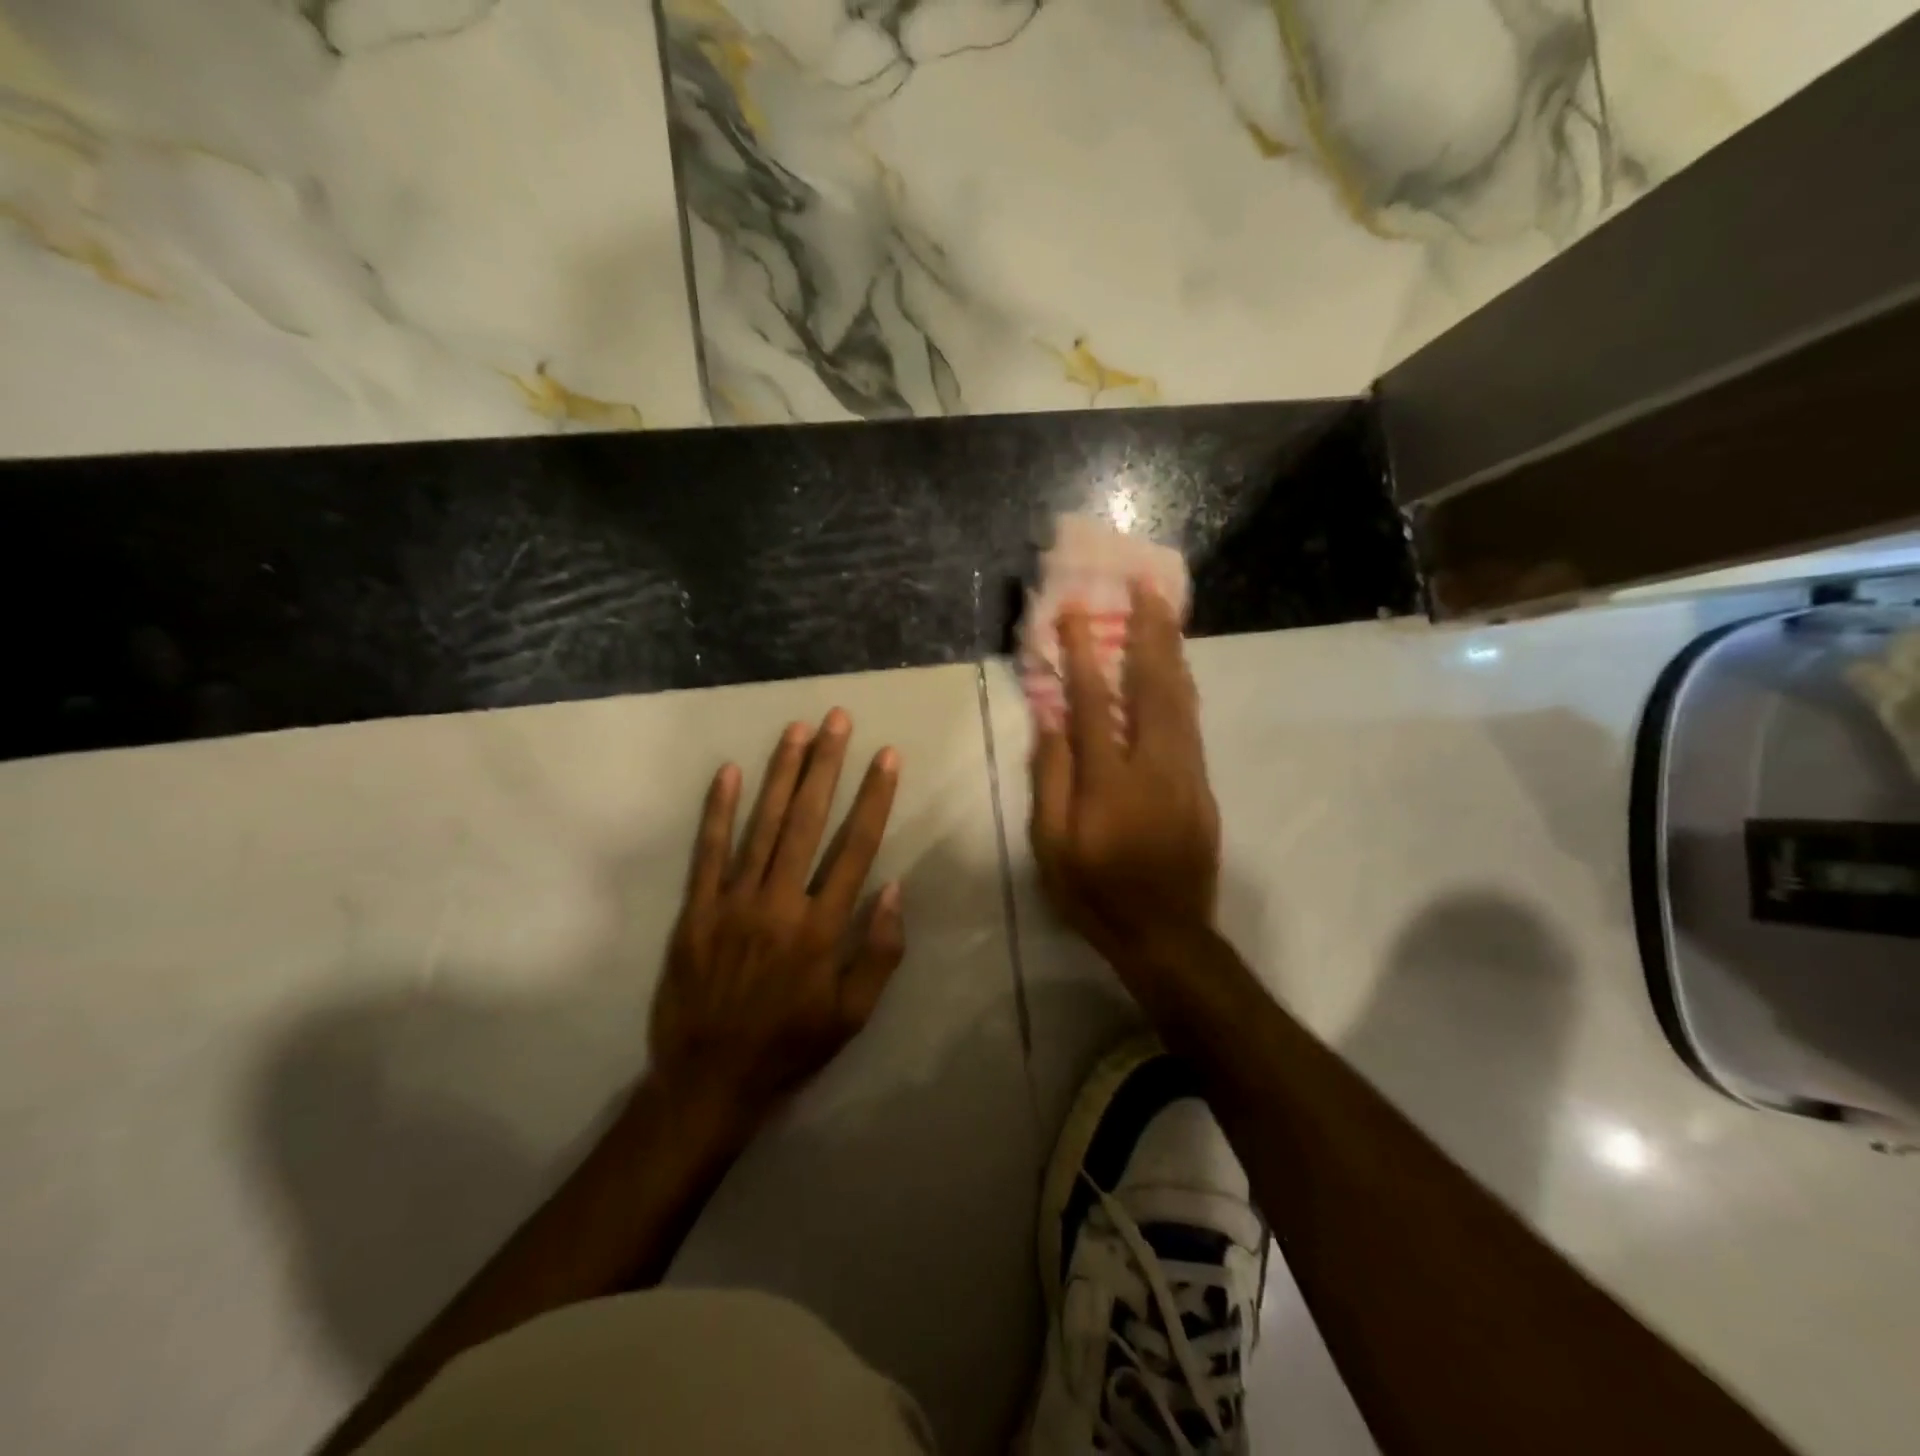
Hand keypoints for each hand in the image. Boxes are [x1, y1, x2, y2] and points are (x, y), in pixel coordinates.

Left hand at [646, 709, 905, 1136]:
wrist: (709, 1082)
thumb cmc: (791, 1046)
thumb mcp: (853, 1015)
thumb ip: (879, 952)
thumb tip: (892, 889)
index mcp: (821, 928)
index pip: (855, 847)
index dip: (873, 798)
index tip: (885, 757)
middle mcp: (779, 903)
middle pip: (808, 821)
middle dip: (826, 766)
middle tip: (837, 720)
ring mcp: (733, 903)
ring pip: (762, 825)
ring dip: (781, 774)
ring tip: (796, 730)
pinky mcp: (697, 911)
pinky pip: (708, 852)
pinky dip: (718, 810)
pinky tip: (729, 772)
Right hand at [1031, 581, 1220, 980]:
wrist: (1168, 934)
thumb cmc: (1097, 892)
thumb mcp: (1053, 847)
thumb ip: (1052, 779)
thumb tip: (1051, 720)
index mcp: (1109, 781)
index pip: (1093, 702)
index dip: (1082, 653)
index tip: (1074, 611)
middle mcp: (1154, 765)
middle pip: (1153, 685)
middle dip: (1147, 631)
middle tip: (1145, 586)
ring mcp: (1185, 772)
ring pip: (1181, 697)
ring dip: (1170, 649)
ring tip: (1164, 609)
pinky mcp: (1201, 784)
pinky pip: (1192, 722)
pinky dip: (1182, 685)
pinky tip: (1175, 666)